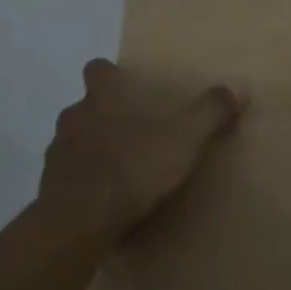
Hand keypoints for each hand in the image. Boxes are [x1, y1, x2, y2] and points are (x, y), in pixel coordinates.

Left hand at [39, 59, 242, 240]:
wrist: (80, 220)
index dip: (110, 74)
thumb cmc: (132, 169)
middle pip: (87, 105)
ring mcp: (58, 151)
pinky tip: (105, 197)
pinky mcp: (51, 185)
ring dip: (95, 148)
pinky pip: (70, 173)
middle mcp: (74, 117)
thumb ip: (210, 113)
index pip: (97, 69)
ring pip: (76, 139)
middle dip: (107, 115)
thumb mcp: (183, 140)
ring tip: (123, 168)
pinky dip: (85, 179)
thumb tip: (239, 89)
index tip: (128, 86)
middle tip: (137, 132)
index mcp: (102, 98)